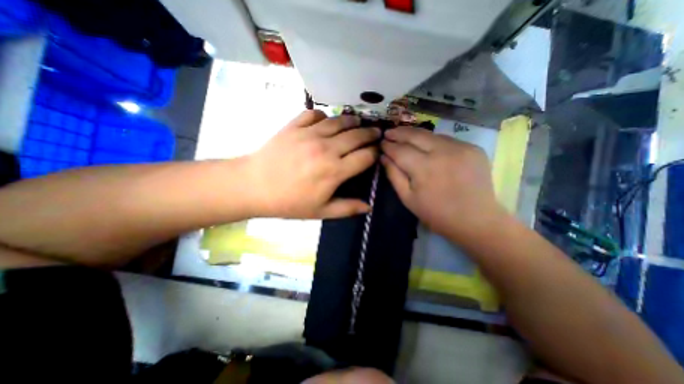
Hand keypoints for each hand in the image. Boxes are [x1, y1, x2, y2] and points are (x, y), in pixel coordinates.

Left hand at [246, 110, 378, 218]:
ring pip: (339, 121)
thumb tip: (368, 207)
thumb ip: (347, 208)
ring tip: (358, 122)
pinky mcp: (294, 126)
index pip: (365, 157)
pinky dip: (324, 115)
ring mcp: (309, 134)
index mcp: (334, 171)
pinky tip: (326, 121)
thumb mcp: (320, 211)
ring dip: (352, 121)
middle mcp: (326, 149)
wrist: (254, 186)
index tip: (377, 152)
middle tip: (376, 133)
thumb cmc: (289, 202)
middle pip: (357, 136)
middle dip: (370, 134)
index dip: (375, 153)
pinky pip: (314, 114)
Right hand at [383, 126, 503, 240]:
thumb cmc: (436, 214)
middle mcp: (442, 152)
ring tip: (404, 136)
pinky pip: (447, 140)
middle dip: (399, 132)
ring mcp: (461, 147)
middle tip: (388, 132)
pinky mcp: (473, 148)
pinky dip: (433, 141)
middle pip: (415, 135)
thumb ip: (394, 175)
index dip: (388, 145)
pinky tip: (426, 146)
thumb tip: (384, 157)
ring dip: (415, 135)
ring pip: (431, 134)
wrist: (476, 220)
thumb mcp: (408, 198)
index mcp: (424, 168)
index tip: (381, 143)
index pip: (400, 150)